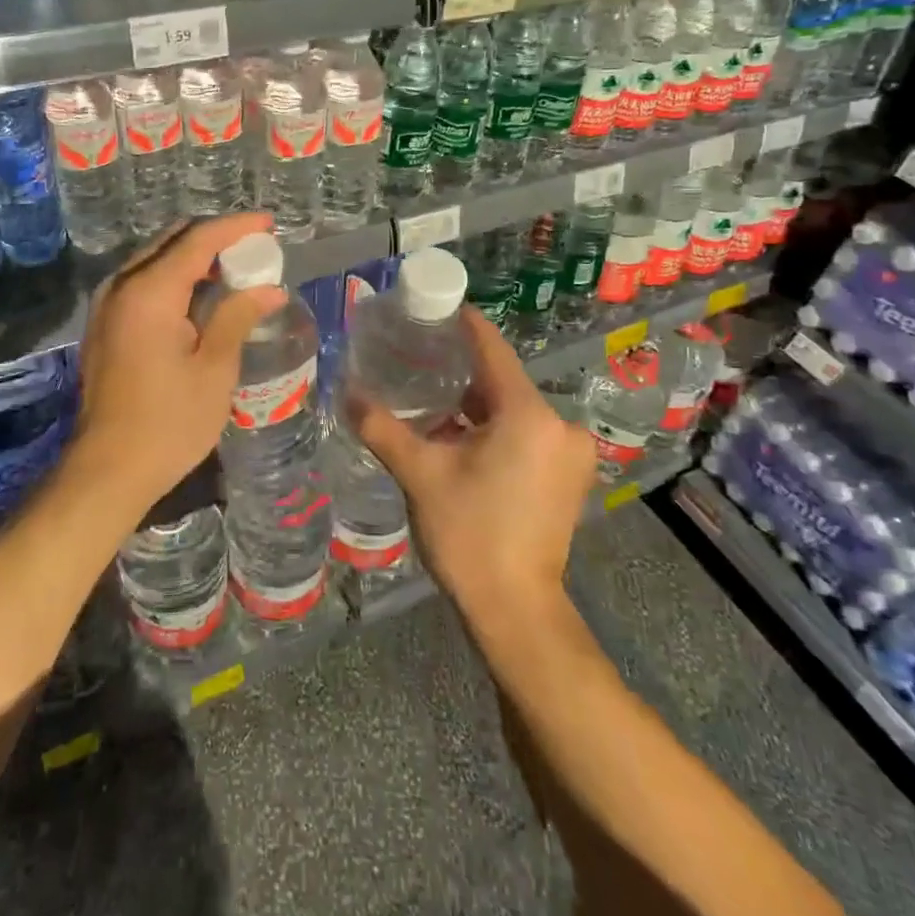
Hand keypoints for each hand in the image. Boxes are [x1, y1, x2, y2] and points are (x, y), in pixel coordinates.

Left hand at [65, 214, 284, 528]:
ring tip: (235, 269)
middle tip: (255, 249)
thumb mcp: (214, 368)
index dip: (236, 228)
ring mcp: (107, 304)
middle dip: (215, 238)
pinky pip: (144, 282)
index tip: (269, 224)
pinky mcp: (105, 324)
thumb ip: (238, 316)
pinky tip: (201, 295)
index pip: (198, 239)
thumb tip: (270, 289)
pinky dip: (175, 277)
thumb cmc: (169, 422)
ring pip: (156, 259)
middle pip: (172, 241)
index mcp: (149, 292)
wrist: (108, 470)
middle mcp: (122, 286)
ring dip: (194, 257)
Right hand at [346, 308, 595, 623]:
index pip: (493, 350)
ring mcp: (568, 453)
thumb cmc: (469, 534)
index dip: (464, 325)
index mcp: (529, 414)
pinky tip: (459, 433)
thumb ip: (382, 427)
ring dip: (475, 404)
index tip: (435, 305)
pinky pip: (526, 432)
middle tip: (417, 354)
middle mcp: (559, 425)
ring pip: (513, 409)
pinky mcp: (567, 476)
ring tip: (430, 394)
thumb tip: (346, 392)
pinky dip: (494, 428)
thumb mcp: (420, 474)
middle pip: (503, 381)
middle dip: (461, 370)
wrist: (515, 611)